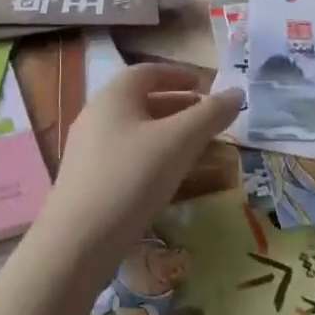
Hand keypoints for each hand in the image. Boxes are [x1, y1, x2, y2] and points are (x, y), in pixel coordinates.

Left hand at [42, 62, 244, 265]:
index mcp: (114, 96)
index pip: (147, 72)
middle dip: (178, 107)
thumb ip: (211, 114)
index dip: (178, 75)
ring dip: (168, 134)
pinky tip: (169, 179)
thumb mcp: (179, 142)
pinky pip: (126, 156)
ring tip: (197, 150)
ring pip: (136, 131)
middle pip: (142, 101)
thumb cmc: (131, 178)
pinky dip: (152, 157)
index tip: (204, 85)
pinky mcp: (87, 180)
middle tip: (207, 119)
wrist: (77, 243)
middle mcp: (97, 115)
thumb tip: (238, 92)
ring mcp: (88, 149)